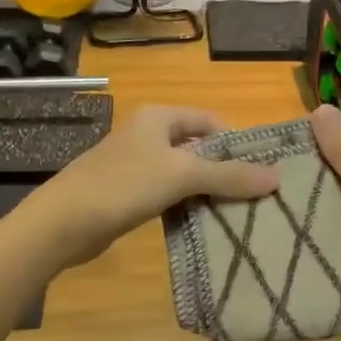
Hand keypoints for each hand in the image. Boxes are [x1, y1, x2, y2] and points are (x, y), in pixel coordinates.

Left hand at [28, 105, 276, 266]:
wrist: (64, 222)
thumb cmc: (124, 185)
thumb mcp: (182, 175)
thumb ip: (228, 175)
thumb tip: (276, 177)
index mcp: (159, 117)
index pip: (211, 120)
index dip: (238, 141)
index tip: (264, 168)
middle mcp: (148, 135)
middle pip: (199, 148)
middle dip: (226, 169)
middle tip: (258, 194)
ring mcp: (137, 165)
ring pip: (185, 174)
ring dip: (208, 191)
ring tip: (240, 212)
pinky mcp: (129, 194)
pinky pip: (169, 194)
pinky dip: (188, 205)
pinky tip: (206, 223)